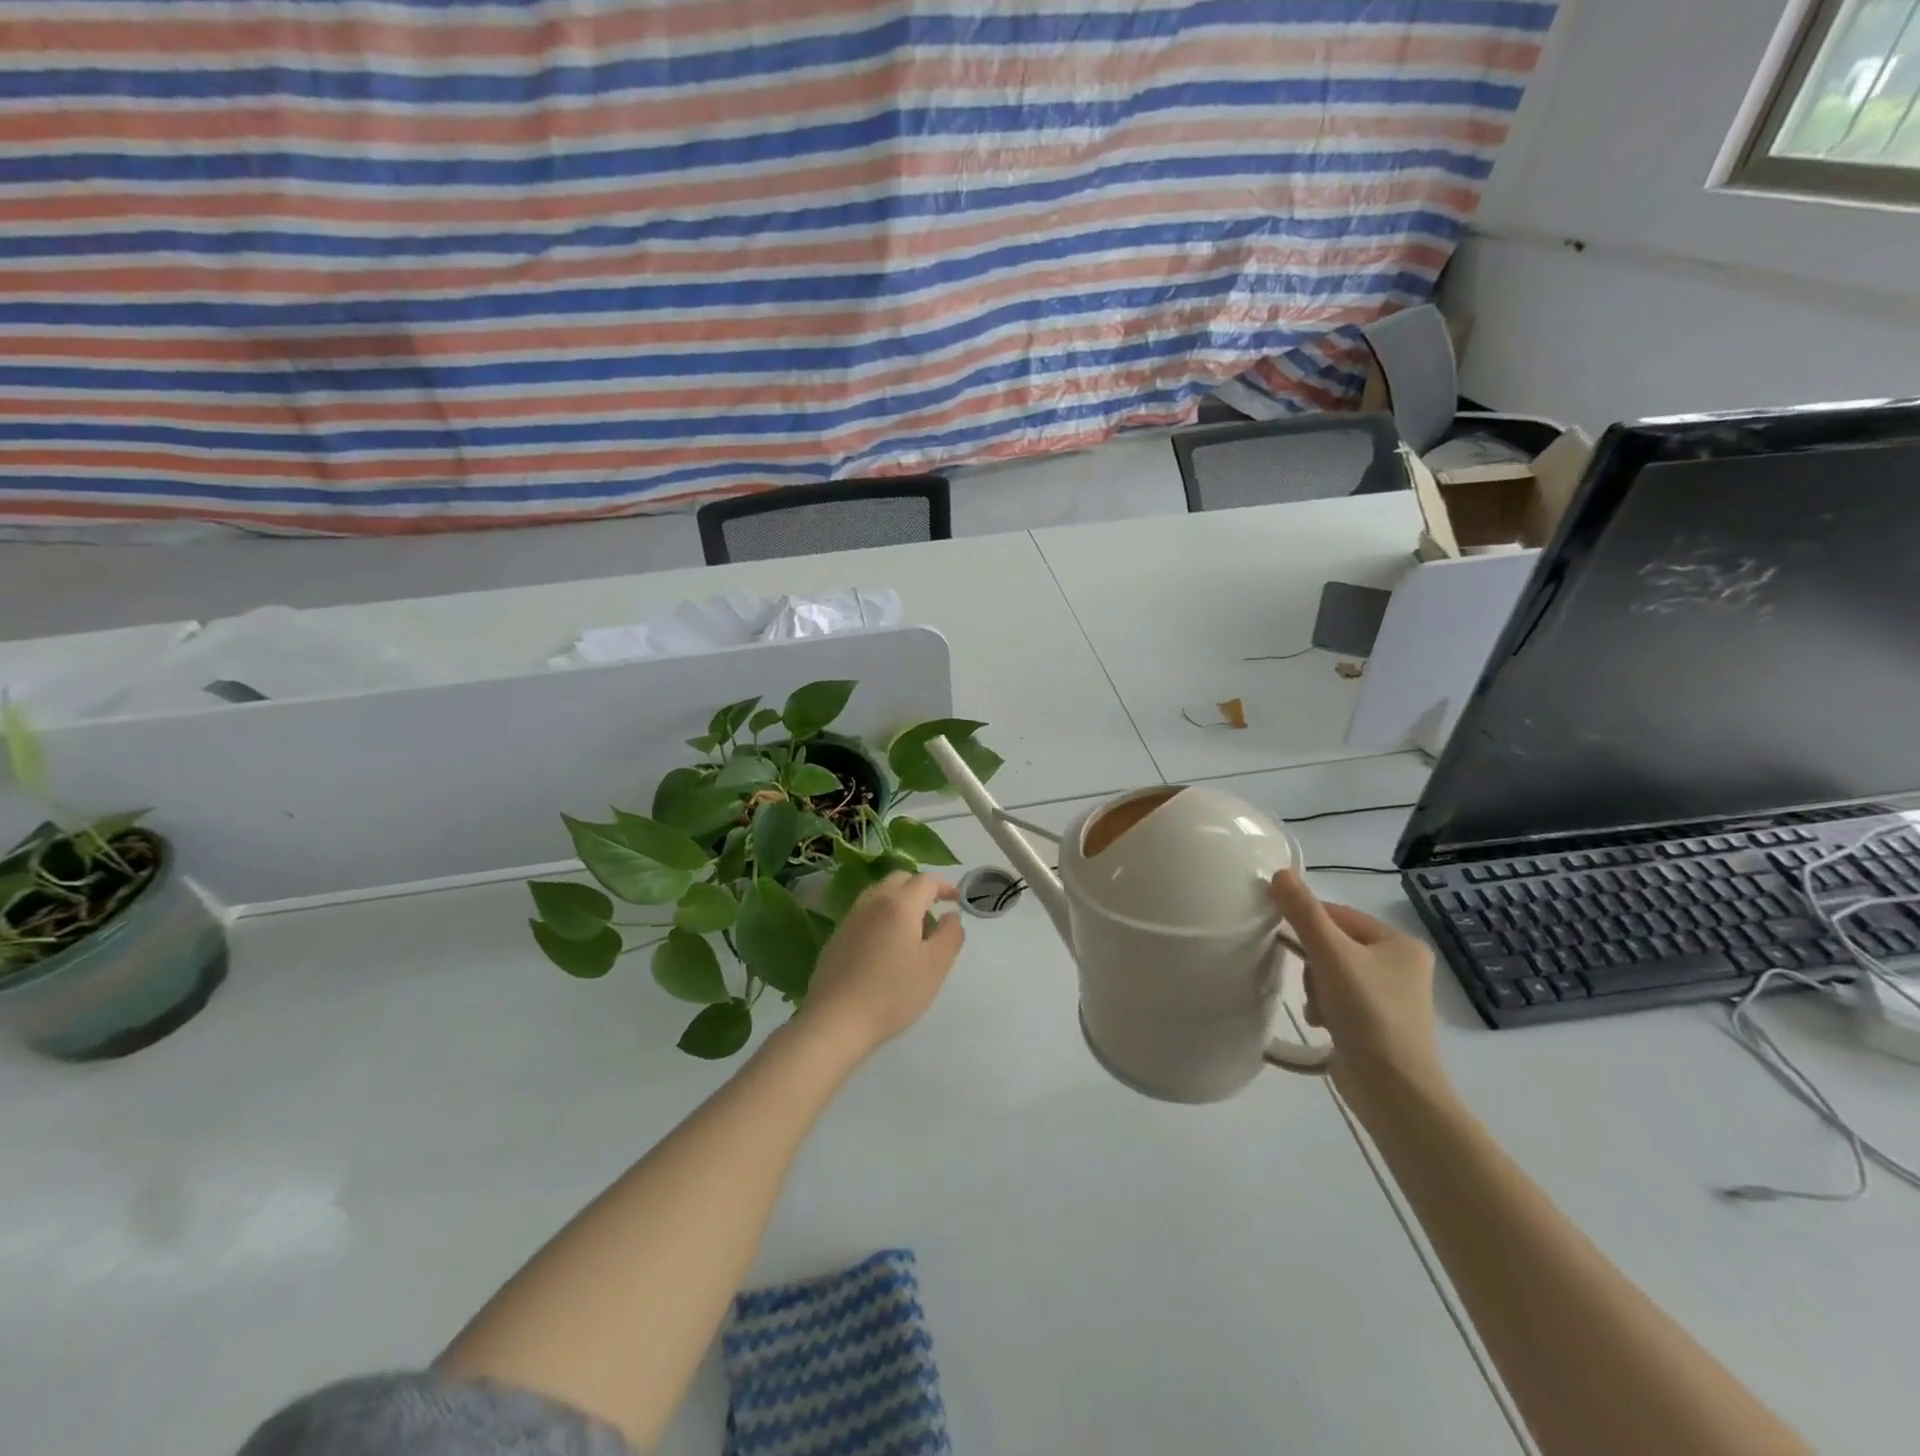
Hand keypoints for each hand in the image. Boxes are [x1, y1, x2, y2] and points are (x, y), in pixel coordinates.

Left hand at [798, 872, 964, 1057]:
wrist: (836, 1020)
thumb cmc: (893, 993)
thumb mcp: (935, 967)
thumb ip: (950, 935)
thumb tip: (951, 915)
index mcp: (899, 904)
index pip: (925, 881)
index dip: (944, 886)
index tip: (956, 899)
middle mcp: (873, 902)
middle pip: (899, 879)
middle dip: (920, 887)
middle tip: (934, 908)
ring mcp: (851, 918)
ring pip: (879, 893)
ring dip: (899, 898)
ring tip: (911, 925)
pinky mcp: (837, 936)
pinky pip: (865, 912)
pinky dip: (881, 914)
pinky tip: (886, 943)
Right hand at [1269, 869, 1447, 1119]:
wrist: (1393, 1089)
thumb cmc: (1367, 1013)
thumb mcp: (1331, 955)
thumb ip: (1304, 913)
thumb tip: (1278, 873)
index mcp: (1400, 943)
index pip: (1338, 914)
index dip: (1308, 923)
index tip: (1283, 937)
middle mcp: (1400, 965)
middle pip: (1333, 944)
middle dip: (1312, 962)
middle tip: (1310, 981)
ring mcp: (1390, 997)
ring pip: (1331, 972)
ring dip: (1315, 987)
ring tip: (1319, 1008)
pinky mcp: (1377, 1024)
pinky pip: (1338, 999)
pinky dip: (1324, 1007)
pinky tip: (1322, 1024)